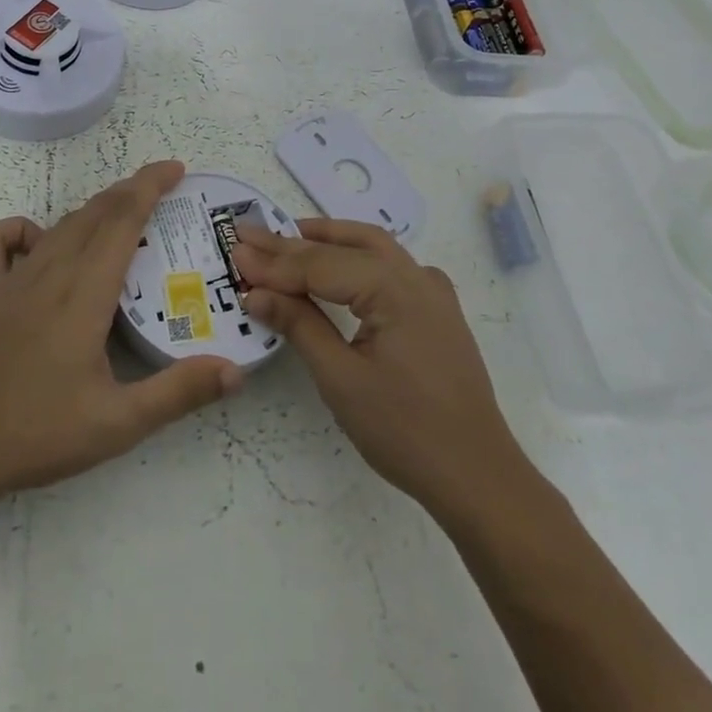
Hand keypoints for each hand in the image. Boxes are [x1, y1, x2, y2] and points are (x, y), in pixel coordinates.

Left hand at [0, 161, 242, 509]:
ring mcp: (9, 281)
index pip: (122, 221)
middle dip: (130, 191)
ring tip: (120, 214)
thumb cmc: (37, 435)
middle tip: (162, 187)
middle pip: (94, 214)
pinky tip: (40, 245)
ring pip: (58, 225)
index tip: (175, 169)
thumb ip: (178, 393)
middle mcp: (48, 275)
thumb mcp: (118, 423)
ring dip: (93, 210)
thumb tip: (236, 370)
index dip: (149, 187)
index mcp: (83, 295)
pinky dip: (23, 229)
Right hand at [234, 219, 528, 518]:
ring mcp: (432, 290)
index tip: (235, 251)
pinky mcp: (437, 309)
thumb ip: (299, 325)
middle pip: (346, 246)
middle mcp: (416, 275)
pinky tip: (340, 265)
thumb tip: (255, 292)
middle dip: (295, 242)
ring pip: (373, 247)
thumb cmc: (404, 430)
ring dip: (328, 240)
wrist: (477, 474)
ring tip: (286, 237)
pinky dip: (357, 257)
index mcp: (394, 287)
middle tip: (250, 237)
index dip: (275, 262)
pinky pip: (391, 267)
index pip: (320, 265)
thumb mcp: (341, 378)